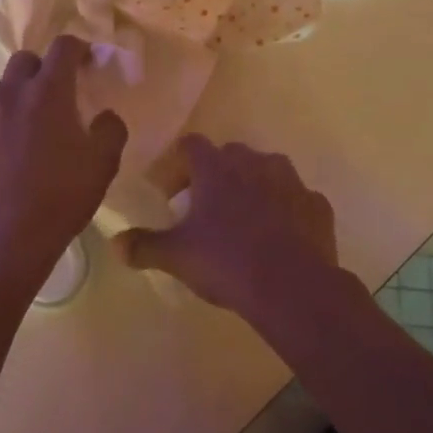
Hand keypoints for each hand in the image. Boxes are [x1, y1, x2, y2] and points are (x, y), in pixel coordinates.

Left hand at [0, 36, 127, 287]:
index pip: (63, 47)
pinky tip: (1, 152)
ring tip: (24, 121)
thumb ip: (110, 130)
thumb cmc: (60, 198)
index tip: (85, 61)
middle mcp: (10, 94)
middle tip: (55, 94)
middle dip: (42, 69)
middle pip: (24, 60)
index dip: (77, 48)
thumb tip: (105, 116)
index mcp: (48, 92)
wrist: (4, 240)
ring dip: (13, 94)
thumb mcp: (103, 165)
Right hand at [116, 136, 339, 317]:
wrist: (294, 288)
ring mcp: (290, 180)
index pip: (190, 145)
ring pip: (266, 171)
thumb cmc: (227, 262)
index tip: (170, 194)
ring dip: (253, 187)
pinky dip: (285, 210)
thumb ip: (144, 246)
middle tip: (205, 209)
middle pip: (229, 155)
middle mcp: (253, 162)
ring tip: (244, 221)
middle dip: (215, 175)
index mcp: (216, 167)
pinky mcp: (317, 204)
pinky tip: (279, 238)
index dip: (177, 165)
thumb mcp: (177, 257)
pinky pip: (295, 199)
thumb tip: (115, 244)